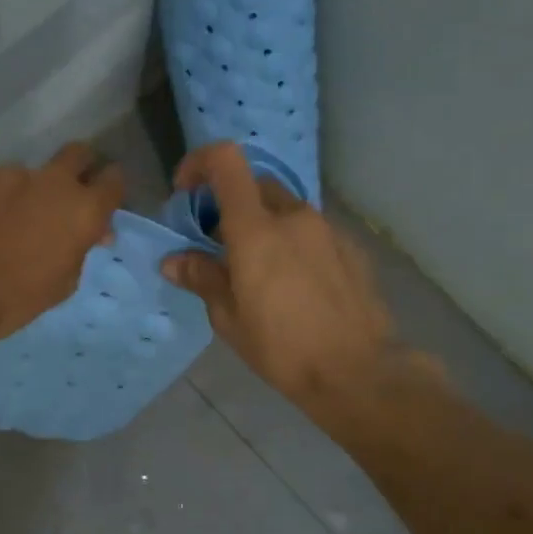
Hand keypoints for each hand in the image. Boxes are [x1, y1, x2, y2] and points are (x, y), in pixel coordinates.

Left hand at [0, 143, 124, 357]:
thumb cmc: (16, 299)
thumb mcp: (63, 283)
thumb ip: (80, 248)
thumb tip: (90, 232)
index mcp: (83, 210)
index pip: (113, 180)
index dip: (110, 188)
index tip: (102, 199)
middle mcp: (53, 181)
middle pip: (78, 153)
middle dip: (78, 168)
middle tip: (64, 195)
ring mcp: (11, 172)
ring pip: (29, 173)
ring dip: (26, 191)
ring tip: (5, 221)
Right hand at [161, 144, 441, 433]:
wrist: (358, 372)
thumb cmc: (282, 348)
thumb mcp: (229, 318)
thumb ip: (202, 278)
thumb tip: (174, 261)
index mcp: (256, 229)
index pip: (226, 161)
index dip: (199, 163)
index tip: (185, 192)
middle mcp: (293, 217)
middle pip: (254, 185)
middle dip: (229, 203)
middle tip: (218, 244)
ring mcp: (327, 230)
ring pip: (284, 209)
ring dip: (262, 225)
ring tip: (257, 271)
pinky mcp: (351, 248)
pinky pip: (311, 232)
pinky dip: (292, 243)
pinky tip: (294, 285)